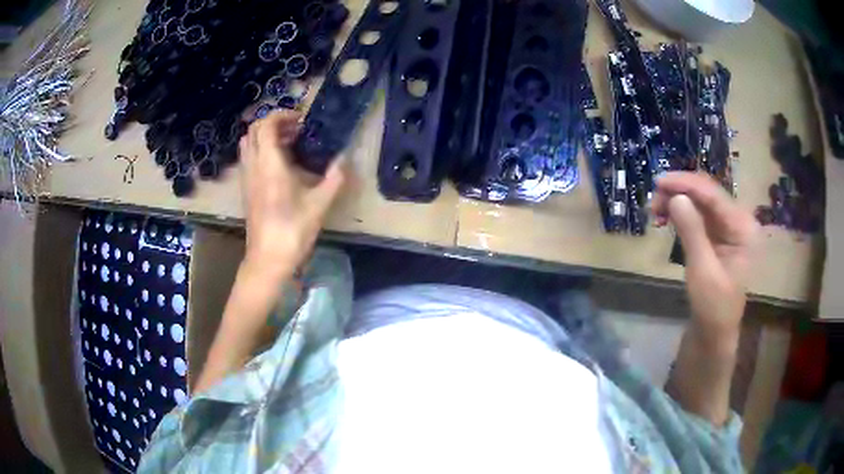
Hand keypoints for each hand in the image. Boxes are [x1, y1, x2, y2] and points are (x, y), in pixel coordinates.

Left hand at [238, 110, 345, 283]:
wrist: (268, 259)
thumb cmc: (293, 230)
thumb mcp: (319, 204)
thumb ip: (334, 178)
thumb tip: (344, 159)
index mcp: (270, 164)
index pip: (266, 125)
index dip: (282, 115)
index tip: (301, 120)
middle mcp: (253, 166)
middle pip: (253, 131)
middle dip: (273, 123)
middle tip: (295, 130)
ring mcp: (246, 178)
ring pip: (248, 144)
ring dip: (265, 137)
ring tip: (288, 145)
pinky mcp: (246, 190)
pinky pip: (248, 159)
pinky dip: (261, 151)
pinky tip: (279, 165)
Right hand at [652, 172, 758, 342]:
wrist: (714, 333)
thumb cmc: (713, 307)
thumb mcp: (703, 271)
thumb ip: (692, 232)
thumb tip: (675, 197)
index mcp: (743, 227)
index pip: (713, 195)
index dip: (686, 184)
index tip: (659, 181)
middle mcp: (738, 220)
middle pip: (707, 194)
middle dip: (680, 192)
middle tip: (653, 201)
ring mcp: (728, 227)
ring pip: (700, 202)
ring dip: (678, 201)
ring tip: (655, 209)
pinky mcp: (717, 235)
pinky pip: (698, 215)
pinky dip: (681, 213)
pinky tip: (667, 216)